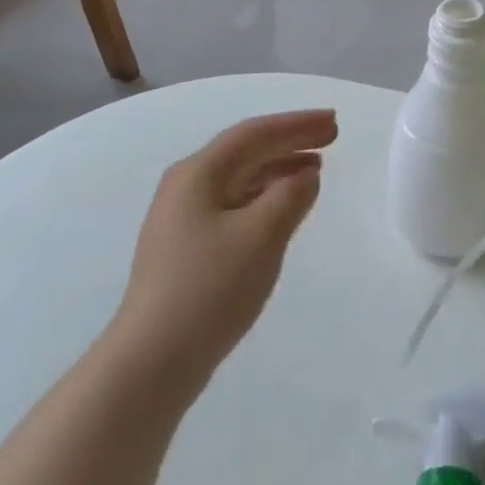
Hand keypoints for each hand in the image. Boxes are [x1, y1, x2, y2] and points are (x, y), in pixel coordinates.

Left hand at [115, 110, 336, 392]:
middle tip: (332, 138)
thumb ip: (291, 196)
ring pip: (240, 178)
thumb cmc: (209, 289)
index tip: (333, 122)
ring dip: (279, 169)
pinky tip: (283, 208)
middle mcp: (186, 186)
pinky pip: (234, 204)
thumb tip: (306, 176)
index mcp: (198, 173)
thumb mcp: (261, 236)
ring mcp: (182, 219)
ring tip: (315, 169)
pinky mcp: (186, 248)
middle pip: (246, 151)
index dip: (297, 124)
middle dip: (290, 141)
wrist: (151, 363)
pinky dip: (264, 197)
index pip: (255, 134)